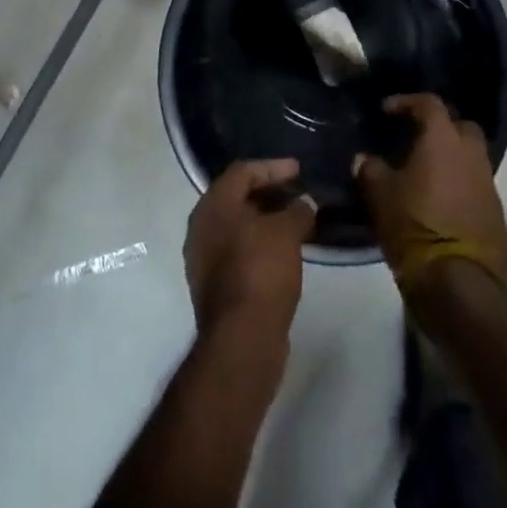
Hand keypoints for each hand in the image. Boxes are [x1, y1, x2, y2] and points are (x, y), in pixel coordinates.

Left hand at [184, 159, 315, 340]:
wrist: (241, 340)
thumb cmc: (260, 271)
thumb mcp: (287, 232)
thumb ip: (298, 210)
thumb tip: (304, 203)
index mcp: (213, 205)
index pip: (243, 171)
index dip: (273, 167)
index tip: (299, 170)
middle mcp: (201, 227)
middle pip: (237, 197)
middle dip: (269, 193)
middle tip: (297, 194)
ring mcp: (204, 259)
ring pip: (237, 227)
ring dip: (265, 222)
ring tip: (295, 223)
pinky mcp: (214, 286)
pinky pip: (238, 252)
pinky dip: (260, 245)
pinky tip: (283, 252)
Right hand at [354, 93, 506, 295]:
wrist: (462, 285)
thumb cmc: (416, 226)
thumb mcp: (381, 196)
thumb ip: (370, 169)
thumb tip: (364, 158)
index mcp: (443, 138)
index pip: (429, 103)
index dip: (407, 102)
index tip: (387, 111)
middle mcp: (471, 153)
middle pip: (460, 126)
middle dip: (439, 127)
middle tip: (415, 139)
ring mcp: (488, 183)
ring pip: (470, 157)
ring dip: (450, 158)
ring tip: (424, 173)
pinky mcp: (496, 212)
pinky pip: (475, 184)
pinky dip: (458, 184)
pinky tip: (439, 199)